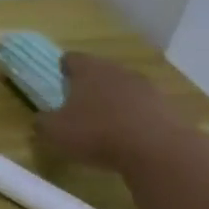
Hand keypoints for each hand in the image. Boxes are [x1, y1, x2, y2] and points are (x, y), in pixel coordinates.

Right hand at [32, 53, 183, 173]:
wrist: (157, 150)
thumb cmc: (97, 133)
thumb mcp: (55, 132)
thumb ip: (43, 122)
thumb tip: (41, 118)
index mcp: (88, 69)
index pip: (71, 58)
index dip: (63, 69)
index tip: (58, 83)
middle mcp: (117, 70)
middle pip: (100, 71)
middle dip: (89, 85)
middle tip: (79, 105)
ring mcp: (145, 86)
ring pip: (123, 88)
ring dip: (114, 101)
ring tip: (105, 123)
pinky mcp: (166, 106)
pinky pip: (143, 107)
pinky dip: (134, 117)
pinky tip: (129, 137)